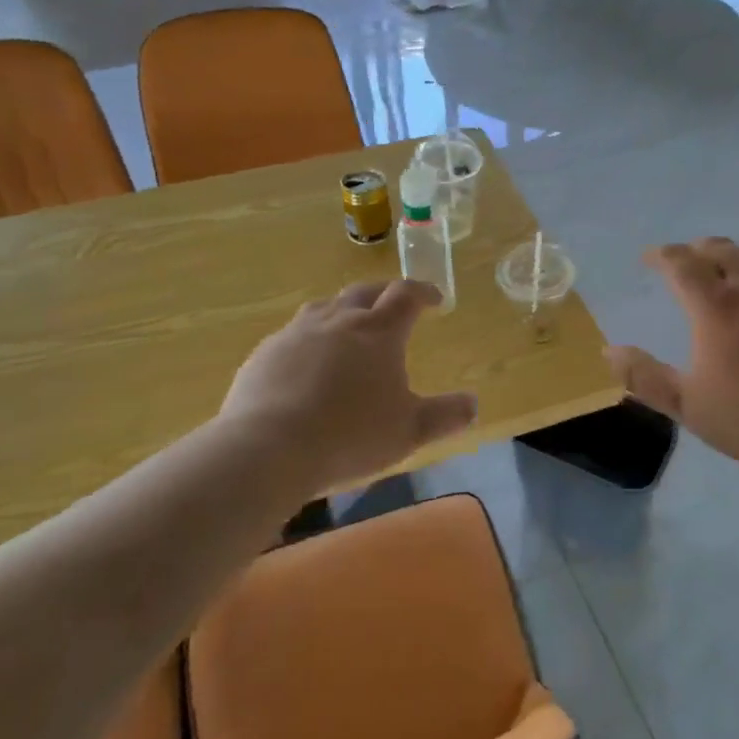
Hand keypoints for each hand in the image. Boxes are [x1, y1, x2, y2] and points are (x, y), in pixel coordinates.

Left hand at [221, 279, 477, 488]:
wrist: (268, 447)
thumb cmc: (350, 435)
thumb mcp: (409, 431)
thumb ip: (445, 416)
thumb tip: (473, 404)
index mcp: (378, 332)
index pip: (406, 295)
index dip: (423, 292)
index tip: (435, 299)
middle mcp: (338, 321)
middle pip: (365, 292)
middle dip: (384, 294)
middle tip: (394, 305)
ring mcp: (297, 333)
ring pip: (325, 307)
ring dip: (344, 310)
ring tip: (350, 326)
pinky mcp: (265, 353)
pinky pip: (293, 335)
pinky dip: (310, 339)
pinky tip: (307, 363)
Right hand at [606, 239, 738, 489]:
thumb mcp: (689, 406)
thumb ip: (645, 376)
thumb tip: (609, 351)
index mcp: (716, 307)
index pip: (681, 263)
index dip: (660, 255)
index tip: (648, 259)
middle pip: (719, 249)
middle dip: (694, 250)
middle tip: (682, 262)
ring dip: (734, 254)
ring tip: (725, 268)